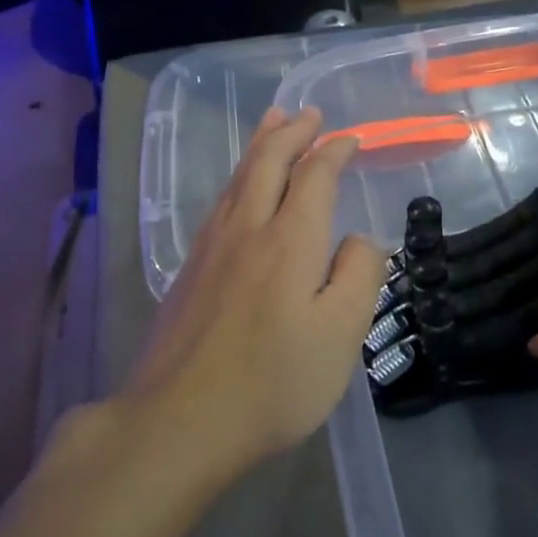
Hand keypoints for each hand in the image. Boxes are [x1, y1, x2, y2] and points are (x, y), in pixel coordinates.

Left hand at [130, 108, 383, 476]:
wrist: (178, 423)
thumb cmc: (273, 383)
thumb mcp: (342, 335)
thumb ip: (359, 276)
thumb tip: (359, 239)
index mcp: (290, 240)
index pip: (315, 176)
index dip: (334, 151)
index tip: (351, 139)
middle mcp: (247, 229)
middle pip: (267, 162)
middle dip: (292, 132)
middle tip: (309, 113)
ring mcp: (211, 248)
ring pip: (238, 178)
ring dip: (260, 145)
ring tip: (272, 123)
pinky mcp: (189, 271)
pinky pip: (220, 202)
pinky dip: (238, 176)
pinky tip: (238, 188)